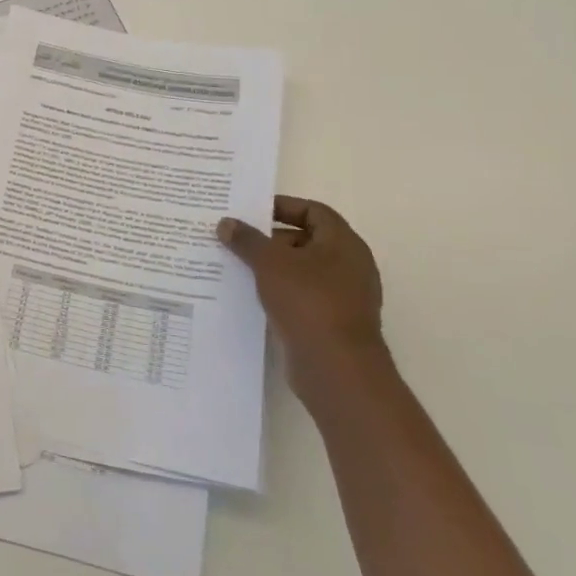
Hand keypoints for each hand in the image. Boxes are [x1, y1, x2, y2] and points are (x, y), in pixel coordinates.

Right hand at [217, 196, 386, 402]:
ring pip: (302, 271)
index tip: (251, 211)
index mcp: (343, 243)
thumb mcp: (270, 263)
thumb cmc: (308, 302)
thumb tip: (226, 223)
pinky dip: (279, 293)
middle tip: (237, 240)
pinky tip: (251, 297)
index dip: (283, 207)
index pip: (314, 211)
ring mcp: (343, 297)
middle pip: (307, 240)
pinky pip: (301, 297)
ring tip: (237, 267)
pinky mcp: (332, 323)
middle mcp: (349, 266)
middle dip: (271, 239)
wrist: (336, 368)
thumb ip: (247, 240)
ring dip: (272, 268)